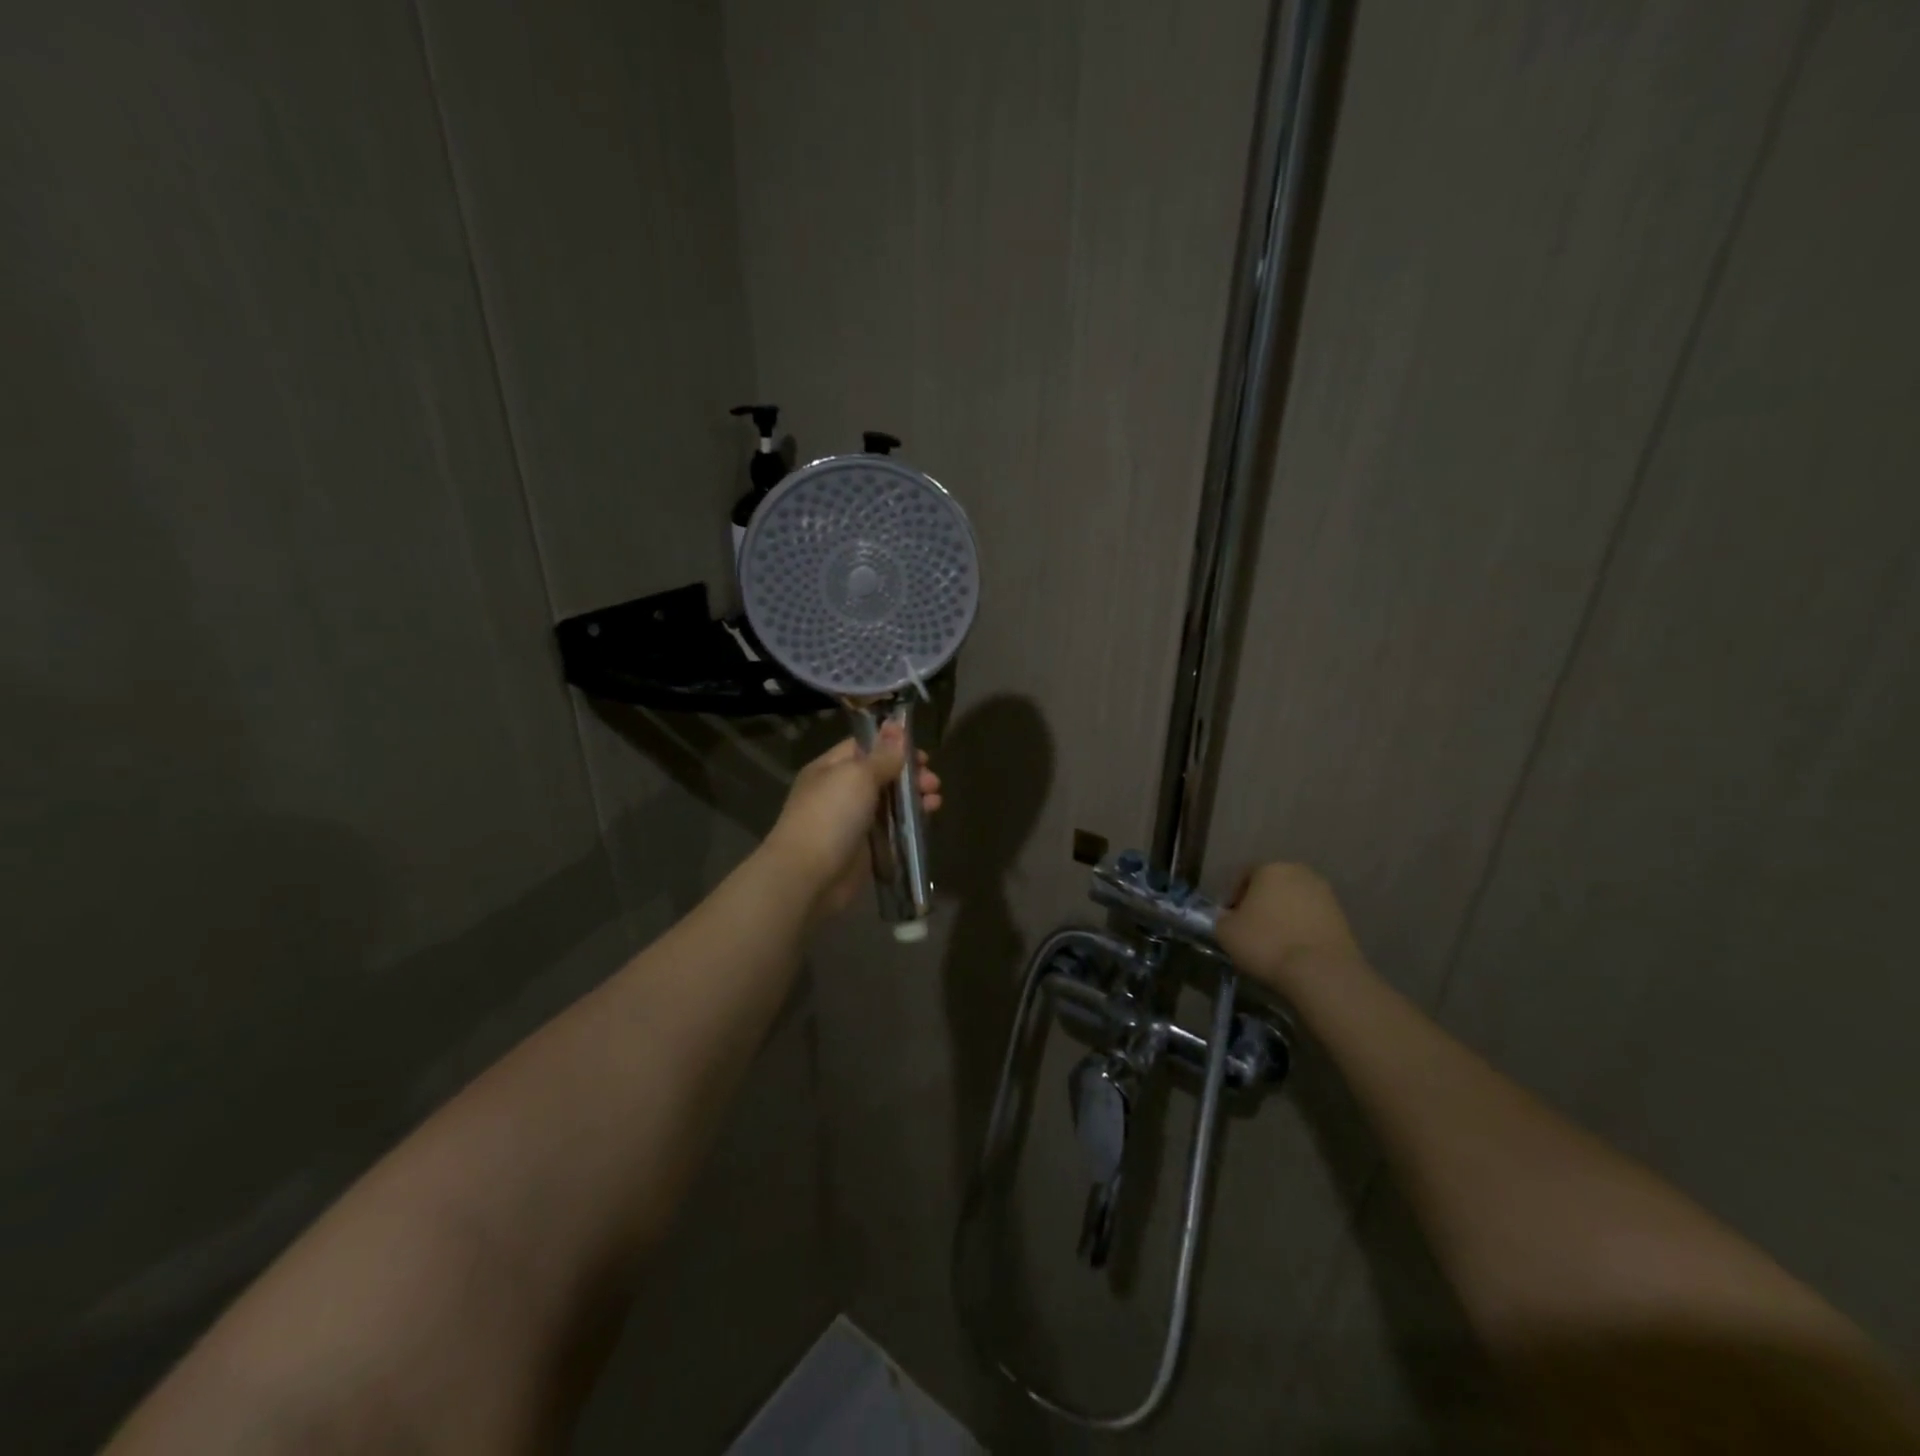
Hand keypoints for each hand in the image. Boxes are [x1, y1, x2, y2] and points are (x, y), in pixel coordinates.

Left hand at [763, 724, 942, 914]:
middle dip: (909, 775)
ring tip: (935, 801)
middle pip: (880, 775)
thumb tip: (895, 727)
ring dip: (913, 798)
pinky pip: (890, 829)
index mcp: (830, 768)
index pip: (864, 747)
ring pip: (888, 803)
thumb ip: (882, 755)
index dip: (892, 746)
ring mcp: (851, 821)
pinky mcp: (863, 848)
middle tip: (933, 782)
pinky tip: (927, 819)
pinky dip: (909, 823)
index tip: (921, 753)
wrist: (809, 876)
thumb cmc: (831, 816)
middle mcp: (839, 792)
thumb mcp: (858, 776)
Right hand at [1217, 862, 1364, 995]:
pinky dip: (1301, 928)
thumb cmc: (1266, 943)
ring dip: (1282, 916)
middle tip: (1250, 929)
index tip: (1229, 920)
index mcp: (1270, 868)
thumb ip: (1222, 919)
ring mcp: (1325, 894)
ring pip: (1293, 901)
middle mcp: (1299, 872)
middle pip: (1271, 886)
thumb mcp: (1226, 932)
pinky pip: (1311, 918)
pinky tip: (1293, 949)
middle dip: (1259, 904)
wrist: (1322, 972)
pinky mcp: (1342, 917)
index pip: (1243, 876)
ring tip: (1273, 942)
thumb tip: (1229, 917)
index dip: (1232, 898)